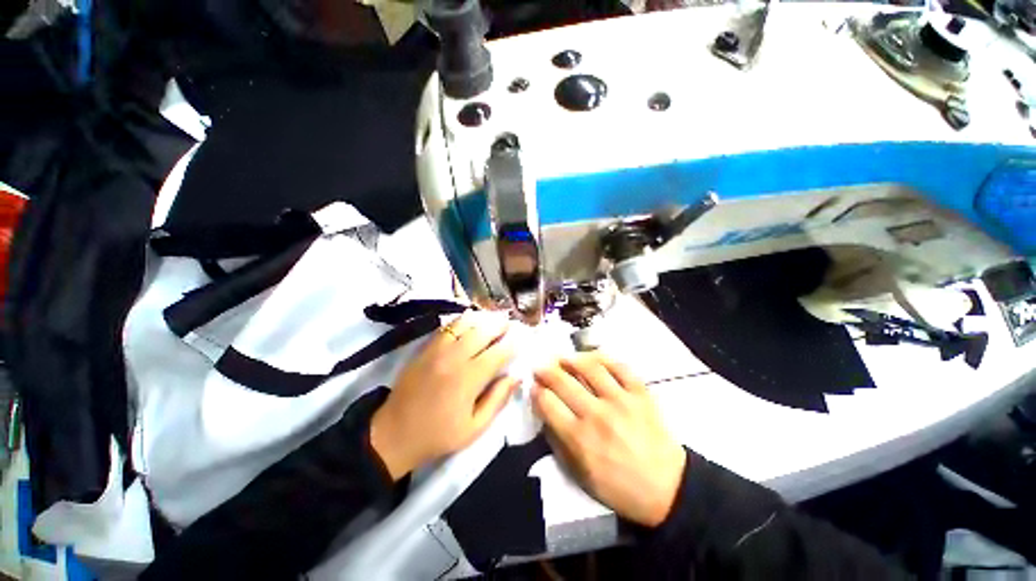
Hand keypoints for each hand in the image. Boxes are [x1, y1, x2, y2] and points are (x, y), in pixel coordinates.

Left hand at [370, 311, 519, 479]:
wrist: (393, 434)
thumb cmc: (438, 435)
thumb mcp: (474, 428)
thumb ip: (497, 400)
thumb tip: (515, 377)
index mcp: (468, 379)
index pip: (498, 353)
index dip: (513, 345)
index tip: (522, 341)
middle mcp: (454, 358)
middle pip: (482, 331)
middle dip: (500, 325)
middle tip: (510, 324)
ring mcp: (437, 350)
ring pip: (464, 324)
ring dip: (482, 319)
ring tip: (493, 320)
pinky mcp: (425, 348)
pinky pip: (447, 327)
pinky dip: (462, 321)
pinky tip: (470, 321)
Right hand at [532, 353, 686, 527]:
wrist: (668, 489)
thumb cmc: (619, 487)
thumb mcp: (580, 476)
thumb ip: (559, 444)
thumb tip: (545, 415)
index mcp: (579, 438)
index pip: (547, 403)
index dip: (536, 391)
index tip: (534, 386)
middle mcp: (597, 414)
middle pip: (563, 381)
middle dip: (546, 370)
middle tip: (541, 366)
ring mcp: (620, 400)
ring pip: (589, 368)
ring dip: (571, 359)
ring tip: (564, 358)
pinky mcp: (640, 393)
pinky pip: (619, 366)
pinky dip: (603, 358)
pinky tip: (592, 358)